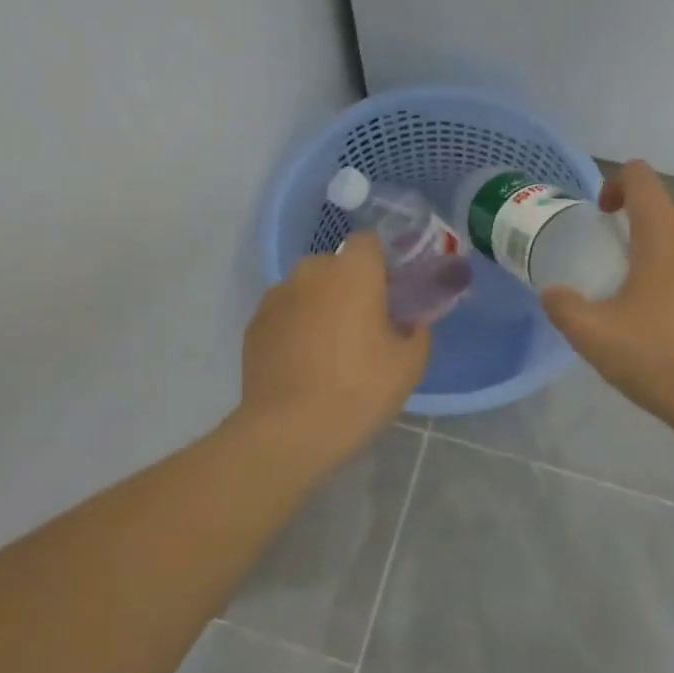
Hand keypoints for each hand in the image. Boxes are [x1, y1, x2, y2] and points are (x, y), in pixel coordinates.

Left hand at [239, 231, 430, 472]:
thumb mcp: (409, 365)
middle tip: (365, 325)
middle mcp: (310, 272)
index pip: (370, 242)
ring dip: (321, 305)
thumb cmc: (358, 390)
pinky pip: (284, 313)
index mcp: (353, 272)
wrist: (289, 431)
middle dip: (351, 286)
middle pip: (337, 266)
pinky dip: (295, 326)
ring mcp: (276, 297)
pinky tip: (303, 362)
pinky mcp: (254, 324)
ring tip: (329, 348)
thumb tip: (411, 322)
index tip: (392, 293)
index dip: (383, 262)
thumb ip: (419, 331)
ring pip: (307, 289)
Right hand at [542, 161, 673, 441]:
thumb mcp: (597, 340)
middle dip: (647, 226)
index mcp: (665, 233)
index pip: (640, 177)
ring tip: (666, 297)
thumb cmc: (666, 362)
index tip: (604, 217)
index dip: (616, 185)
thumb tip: (553, 293)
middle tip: (630, 269)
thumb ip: (565, 308)